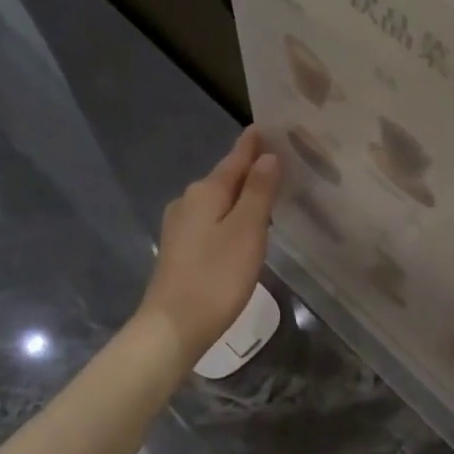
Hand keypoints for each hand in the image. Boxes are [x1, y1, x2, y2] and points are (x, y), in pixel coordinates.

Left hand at [136, 127, 280, 369]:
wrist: (173, 326)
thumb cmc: (216, 277)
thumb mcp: (247, 231)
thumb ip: (258, 191)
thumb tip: (268, 156)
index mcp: (205, 191)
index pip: (235, 159)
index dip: (253, 145)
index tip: (267, 127)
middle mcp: (188, 202)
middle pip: (224, 178)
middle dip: (249, 169)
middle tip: (280, 161)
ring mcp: (180, 227)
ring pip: (217, 201)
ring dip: (240, 195)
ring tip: (267, 192)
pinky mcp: (179, 250)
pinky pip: (211, 221)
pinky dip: (229, 216)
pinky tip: (241, 227)